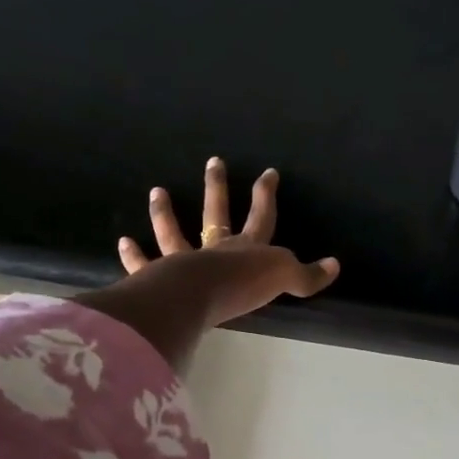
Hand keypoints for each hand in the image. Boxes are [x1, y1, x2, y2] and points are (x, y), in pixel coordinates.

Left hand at [118, 158, 338, 326]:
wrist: (200, 296)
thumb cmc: (243, 286)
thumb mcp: (285, 279)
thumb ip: (307, 275)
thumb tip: (335, 266)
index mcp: (248, 248)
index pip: (262, 216)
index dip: (266, 195)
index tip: (268, 172)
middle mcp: (216, 248)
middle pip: (217, 213)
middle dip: (217, 187)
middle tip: (213, 162)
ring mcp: (185, 260)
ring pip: (175, 232)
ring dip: (165, 213)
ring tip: (157, 192)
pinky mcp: (161, 277)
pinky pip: (145, 264)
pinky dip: (134, 256)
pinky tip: (124, 243)